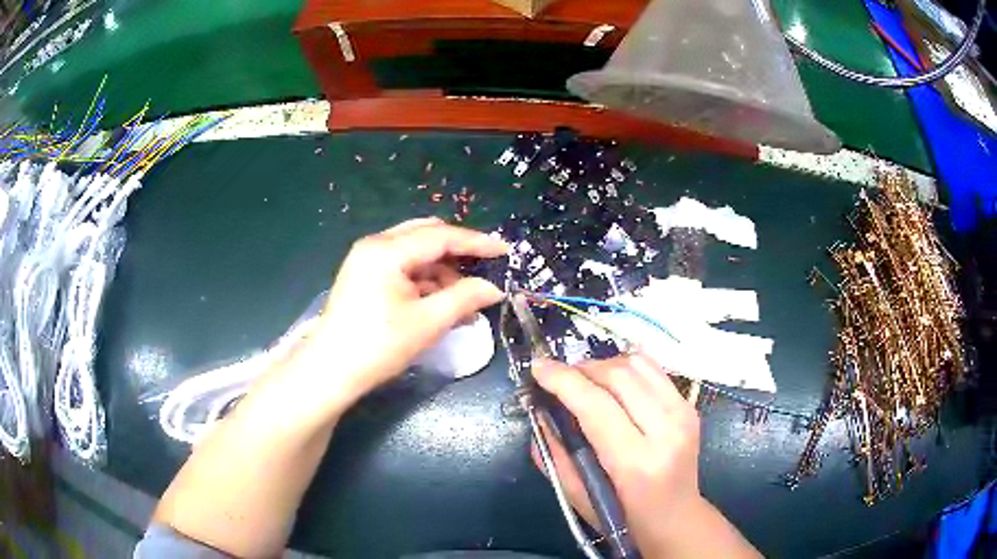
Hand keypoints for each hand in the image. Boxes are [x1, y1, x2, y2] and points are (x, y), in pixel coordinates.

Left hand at [274, 218, 507, 421]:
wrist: (332, 371)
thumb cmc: (379, 346)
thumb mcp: (428, 322)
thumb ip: (465, 298)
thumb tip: (495, 288)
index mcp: (387, 250)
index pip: (441, 236)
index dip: (476, 242)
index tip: (505, 250)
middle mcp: (375, 245)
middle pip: (427, 236)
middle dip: (458, 253)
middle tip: (484, 270)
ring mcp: (367, 259)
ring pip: (416, 253)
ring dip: (442, 271)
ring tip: (465, 302)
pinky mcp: (364, 275)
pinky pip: (403, 267)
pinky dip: (425, 281)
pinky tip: (442, 304)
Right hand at [532, 355, 758, 557]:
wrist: (676, 517)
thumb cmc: (624, 517)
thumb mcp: (578, 496)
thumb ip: (556, 454)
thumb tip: (540, 413)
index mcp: (636, 463)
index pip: (596, 405)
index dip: (563, 380)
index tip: (538, 367)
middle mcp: (667, 431)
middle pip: (619, 376)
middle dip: (581, 368)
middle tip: (558, 377)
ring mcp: (684, 413)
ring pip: (638, 364)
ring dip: (603, 364)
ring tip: (584, 380)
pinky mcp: (689, 405)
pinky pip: (653, 368)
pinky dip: (626, 366)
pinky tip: (611, 381)